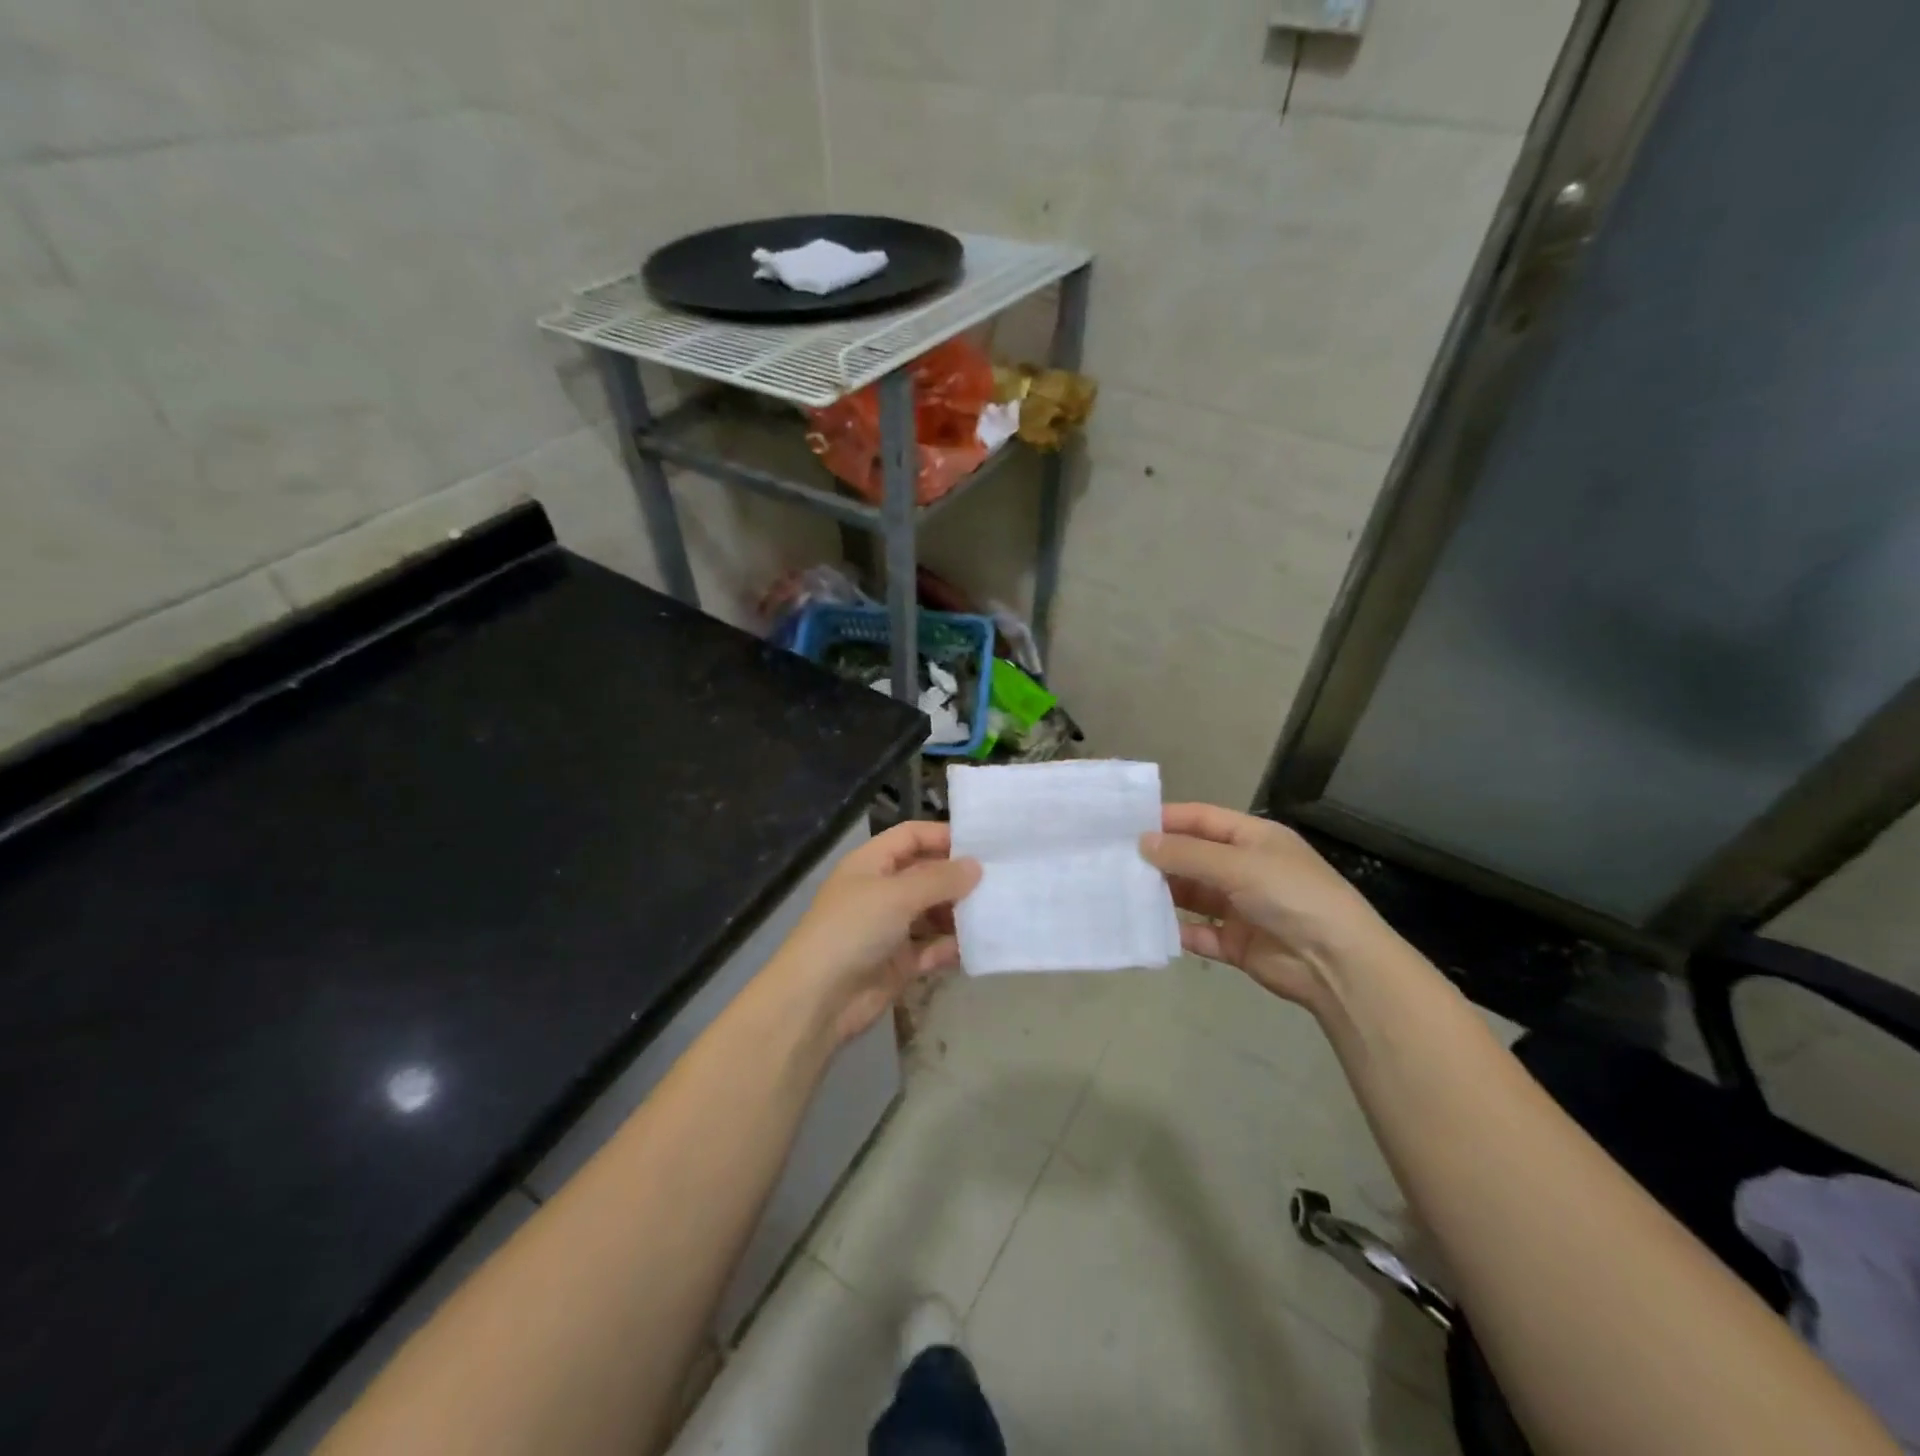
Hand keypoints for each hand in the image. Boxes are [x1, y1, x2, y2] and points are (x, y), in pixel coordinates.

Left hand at [768, 820, 981, 1044]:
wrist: (818, 1000)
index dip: (942, 836)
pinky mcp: (898, 963)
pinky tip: (978, 946)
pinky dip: (951, 947)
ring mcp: (889, 928)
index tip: (984, 845)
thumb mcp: (897, 895)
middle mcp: (881, 891)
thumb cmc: (853, 930)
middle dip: (958, 878)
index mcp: (871, 864)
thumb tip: (976, 866)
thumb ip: (940, 879)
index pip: (911, 836)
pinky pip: (931, 949)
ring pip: (932, 913)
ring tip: (995, 913)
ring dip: (958, 914)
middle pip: (925, 875)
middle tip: (1000, 882)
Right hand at [1141, 803, 1393, 1008]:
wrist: (1337, 963)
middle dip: (1159, 858)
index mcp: (1253, 839)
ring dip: (1164, 894)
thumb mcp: (1238, 864)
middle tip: (1115, 860)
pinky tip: (1150, 928)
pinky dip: (1177, 931)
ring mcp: (1240, 907)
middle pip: (1193, 857)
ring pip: (1192, 895)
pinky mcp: (1236, 943)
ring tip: (1123, 892)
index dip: (1167, 819)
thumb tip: (1142, 842)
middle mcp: (1245, 868)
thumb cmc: (1291, 896)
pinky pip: (1198, 932)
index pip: (1202, 819)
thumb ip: (1187, 854)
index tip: (1126, 824)